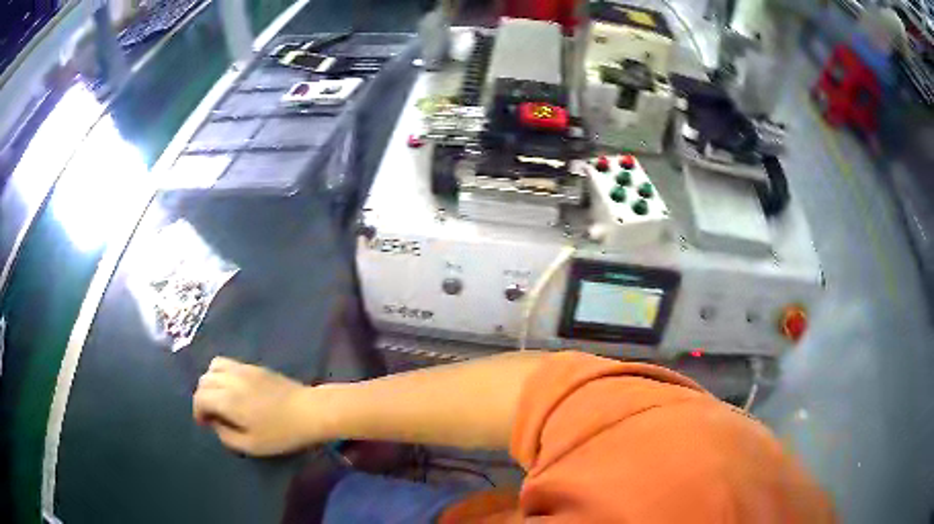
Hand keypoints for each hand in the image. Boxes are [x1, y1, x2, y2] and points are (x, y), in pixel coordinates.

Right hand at [193, 357, 325, 455]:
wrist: (310, 411)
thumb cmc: (281, 433)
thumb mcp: (252, 445)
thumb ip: (227, 436)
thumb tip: (215, 424)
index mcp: (227, 399)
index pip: (200, 397)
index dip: (198, 411)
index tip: (205, 424)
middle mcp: (231, 379)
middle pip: (204, 380)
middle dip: (202, 397)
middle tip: (212, 414)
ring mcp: (243, 369)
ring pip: (213, 366)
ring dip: (210, 382)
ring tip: (220, 399)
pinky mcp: (255, 366)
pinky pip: (228, 363)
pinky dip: (222, 374)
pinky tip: (233, 390)